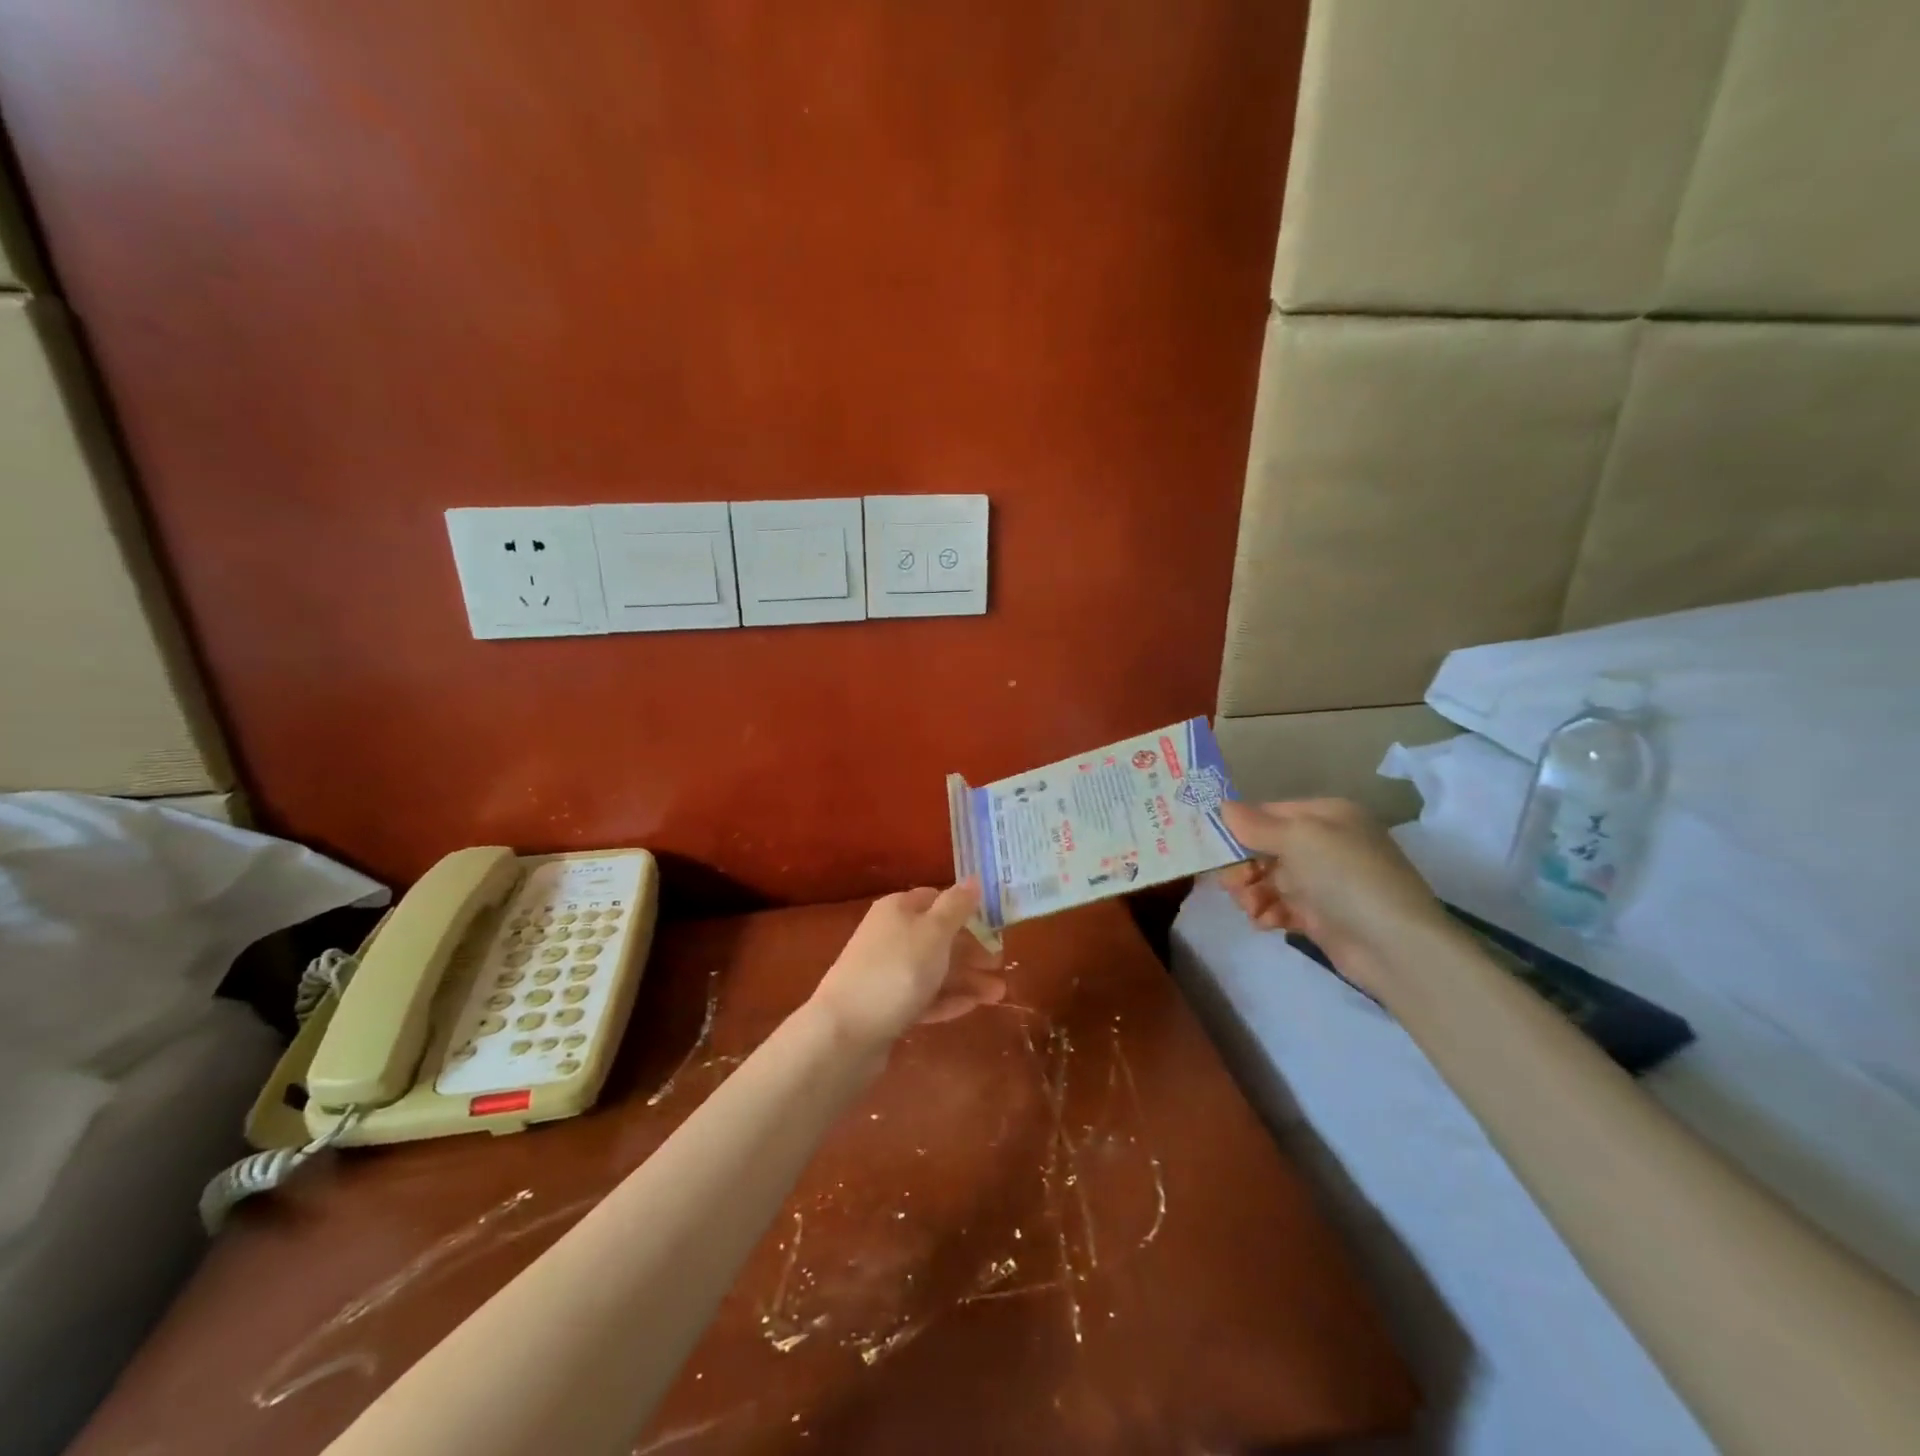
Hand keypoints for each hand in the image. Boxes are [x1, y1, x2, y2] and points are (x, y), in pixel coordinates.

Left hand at [808, 881, 1005, 1050]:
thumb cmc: (896, 970)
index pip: (937, 899)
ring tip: (999, 994)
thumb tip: (973, 878)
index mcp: (898, 909)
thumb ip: (957, 906)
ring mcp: (885, 972)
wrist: (845, 1032)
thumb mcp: (934, 932)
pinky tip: (971, 1007)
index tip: (995, 924)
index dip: (966, 910)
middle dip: (972, 950)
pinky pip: (922, 997)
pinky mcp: (885, 1005)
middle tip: (1001, 963)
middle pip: (938, 936)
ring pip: (933, 969)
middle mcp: (890, 935)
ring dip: (966, 979)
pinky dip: (946, 999)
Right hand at [1217, 798, 1452, 996]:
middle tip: (1233, 884)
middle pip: (1264, 848)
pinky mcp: (1320, 916)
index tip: (1209, 845)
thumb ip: (1256, 825)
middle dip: (1242, 866)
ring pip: (1268, 880)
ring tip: (1252, 909)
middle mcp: (1325, 844)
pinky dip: (1268, 913)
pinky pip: (1280, 907)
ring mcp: (1323, 882)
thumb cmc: (1346, 877)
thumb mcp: (1299, 839)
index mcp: (1326, 816)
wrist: (1395, 946)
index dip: (1238, 827)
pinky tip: (1265, 922)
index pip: (1269, 813)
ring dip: (1252, 893)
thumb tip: (1223, 807)